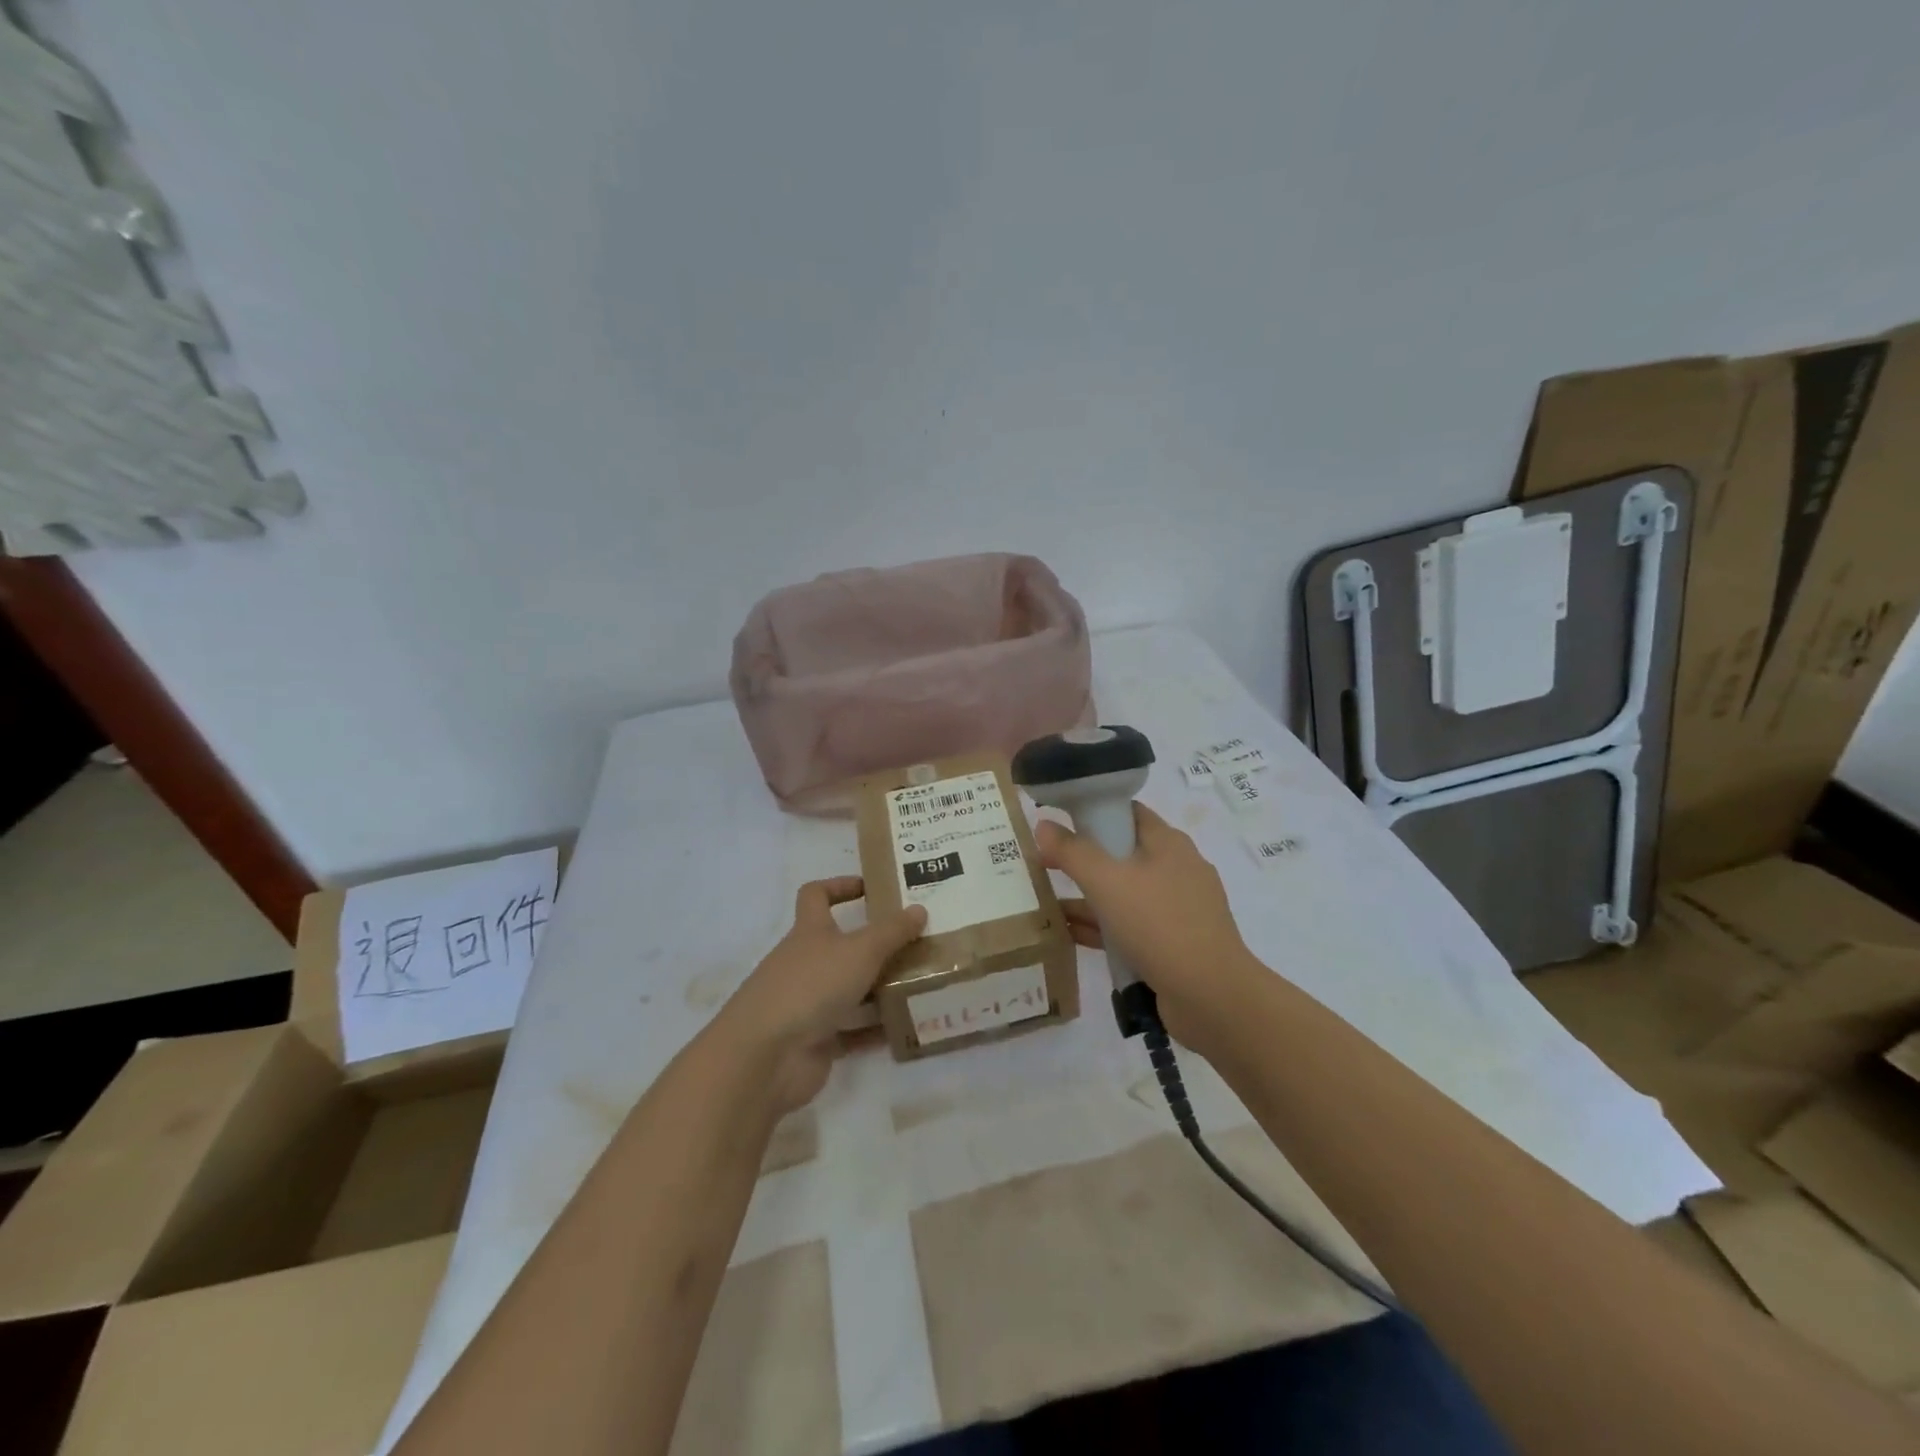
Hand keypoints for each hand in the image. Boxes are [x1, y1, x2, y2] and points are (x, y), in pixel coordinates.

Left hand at [716, 877, 925, 1112]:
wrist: (766, 1056)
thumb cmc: (811, 986)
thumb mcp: (860, 951)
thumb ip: (892, 931)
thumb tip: (918, 908)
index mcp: (809, 932)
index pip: (816, 895)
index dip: (840, 886)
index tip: (872, 888)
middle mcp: (806, 963)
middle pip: (841, 946)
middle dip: (876, 945)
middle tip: (916, 942)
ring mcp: (809, 1003)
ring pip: (851, 989)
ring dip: (881, 988)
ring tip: (923, 984)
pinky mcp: (816, 1040)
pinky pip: (853, 1030)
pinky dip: (877, 1028)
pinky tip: (909, 1026)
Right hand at [1037, 804, 1259, 1054]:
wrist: (1211, 997)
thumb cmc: (1158, 925)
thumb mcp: (1107, 882)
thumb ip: (1072, 852)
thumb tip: (1043, 825)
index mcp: (1168, 843)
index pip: (1126, 812)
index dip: (1091, 811)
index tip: (1056, 822)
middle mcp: (1176, 869)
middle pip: (1121, 853)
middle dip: (1082, 859)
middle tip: (1042, 865)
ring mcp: (1177, 909)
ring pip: (1123, 893)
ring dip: (1087, 897)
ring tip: (1044, 902)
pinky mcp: (1174, 943)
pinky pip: (1130, 925)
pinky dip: (1102, 927)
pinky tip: (1069, 935)